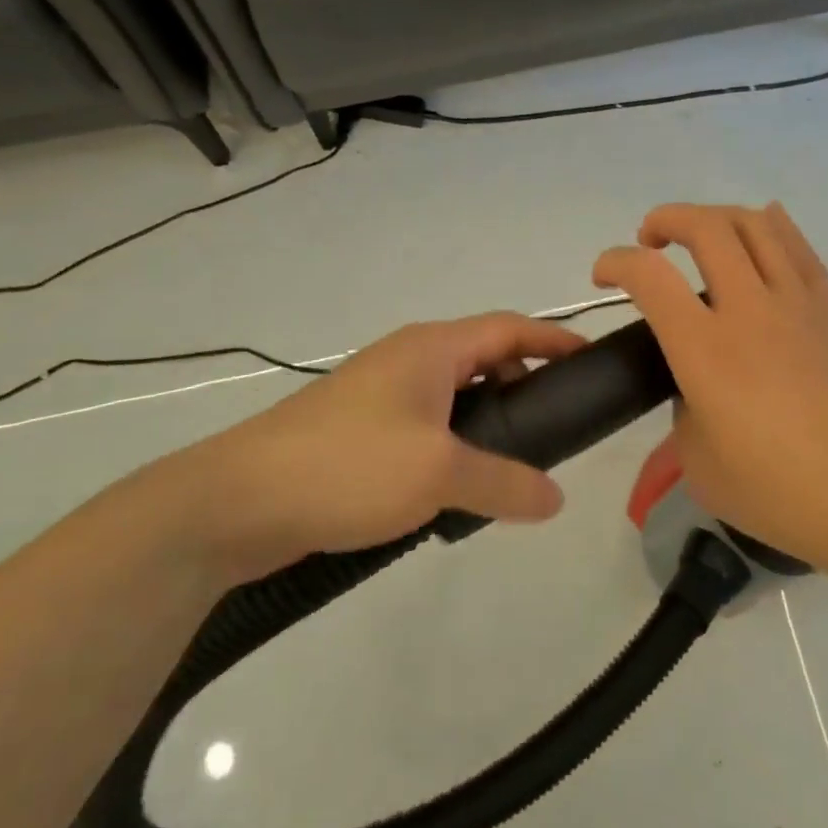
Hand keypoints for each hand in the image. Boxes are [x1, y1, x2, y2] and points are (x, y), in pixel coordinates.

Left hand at [145, 314, 587, 581]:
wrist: (237, 500)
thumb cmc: (348, 466)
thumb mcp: (439, 473)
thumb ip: (505, 482)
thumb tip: (555, 498)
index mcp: (431, 347)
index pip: (510, 326)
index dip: (554, 338)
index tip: (591, 361)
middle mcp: (407, 359)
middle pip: (483, 358)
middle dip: (523, 385)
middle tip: (555, 429)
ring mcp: (378, 394)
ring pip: (453, 397)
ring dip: (486, 421)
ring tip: (513, 465)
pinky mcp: (357, 430)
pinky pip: (424, 426)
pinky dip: (452, 445)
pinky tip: (457, 488)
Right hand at [593, 203, 827, 577]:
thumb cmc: (777, 491)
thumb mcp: (697, 462)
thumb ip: (684, 410)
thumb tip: (696, 386)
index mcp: (705, 349)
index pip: (649, 276)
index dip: (615, 262)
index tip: (603, 276)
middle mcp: (749, 310)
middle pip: (705, 227)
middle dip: (666, 219)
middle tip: (649, 240)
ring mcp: (796, 303)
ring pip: (755, 225)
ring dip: (715, 216)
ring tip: (701, 234)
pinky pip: (798, 247)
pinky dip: (772, 225)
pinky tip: (761, 225)